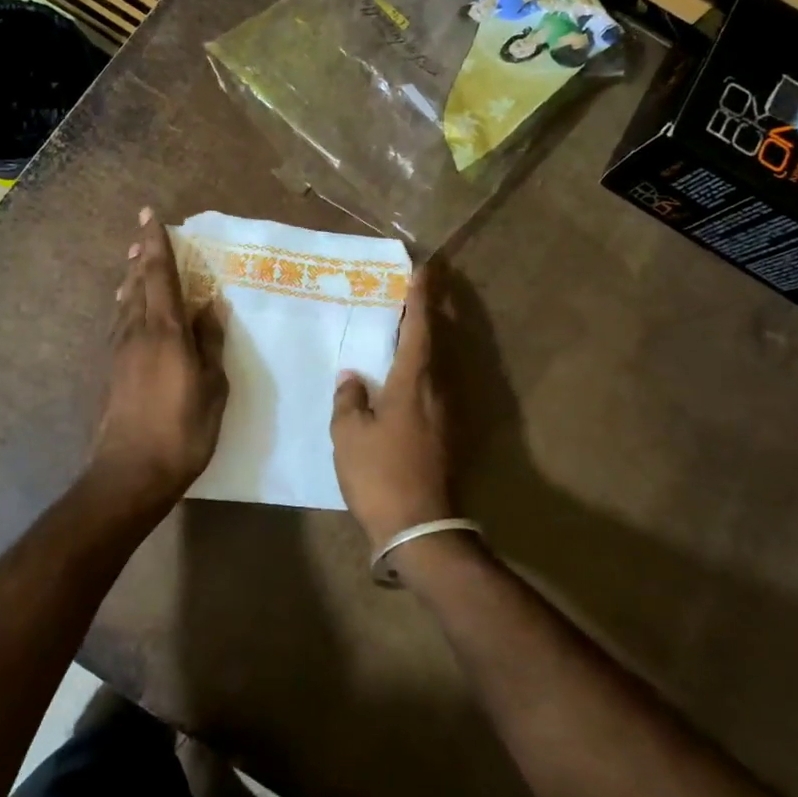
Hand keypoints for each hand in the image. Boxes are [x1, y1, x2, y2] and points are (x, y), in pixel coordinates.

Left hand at [87, 208, 227, 511]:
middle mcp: (137, 333)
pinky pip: (119, 324)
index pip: (160, 276)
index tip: (150, 216)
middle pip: (136, 285)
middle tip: (142, 236)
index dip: (156, 244)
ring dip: (130, 280)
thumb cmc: (182, 430)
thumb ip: (210, 342)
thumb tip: (212, 305)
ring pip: (124, 304)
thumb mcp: (212, 387)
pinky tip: (128, 311)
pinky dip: (126, 306)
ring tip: (135, 264)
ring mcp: (119, 352)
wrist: (129, 473)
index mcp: (166, 332)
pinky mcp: (111, 371)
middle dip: (141, 257)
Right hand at [331, 265, 452, 550]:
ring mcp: (447, 413)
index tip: (424, 269)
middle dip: (435, 308)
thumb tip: (354, 378)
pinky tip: (413, 373)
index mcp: (413, 381)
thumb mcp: (349, 434)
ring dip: (434, 336)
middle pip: (440, 339)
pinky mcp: (448, 434)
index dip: (420, 297)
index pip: (420, 327)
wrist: (420, 527)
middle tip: (429, 282)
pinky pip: (437, 385)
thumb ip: (350, 399)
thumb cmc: (379, 474)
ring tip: (419, 319)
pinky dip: (428, 366)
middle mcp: (438, 389)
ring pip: (441, 362)